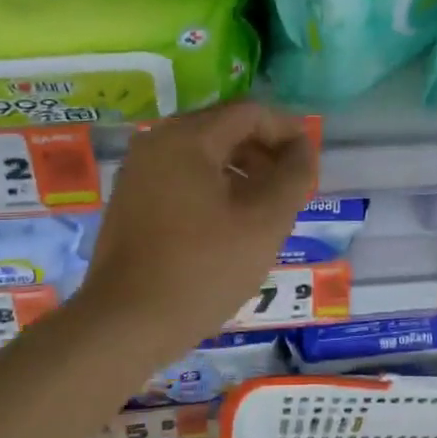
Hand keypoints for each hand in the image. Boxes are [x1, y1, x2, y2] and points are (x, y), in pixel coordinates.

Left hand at [71, 102, 317, 366]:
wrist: (126, 324)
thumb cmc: (203, 269)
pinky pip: (181, 176)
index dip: (287, 131)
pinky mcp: (130, 200)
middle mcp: (156, 142)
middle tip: (292, 187)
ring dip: (241, 170)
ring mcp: (137, 171)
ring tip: (266, 207)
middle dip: (264, 151)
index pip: (250, 113)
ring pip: (202, 154)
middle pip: (224, 129)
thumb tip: (303, 148)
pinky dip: (213, 186)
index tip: (310, 161)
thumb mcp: (265, 222)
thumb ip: (293, 176)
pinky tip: (229, 221)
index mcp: (187, 138)